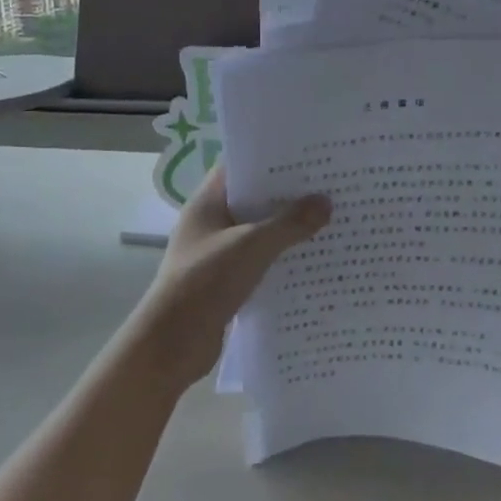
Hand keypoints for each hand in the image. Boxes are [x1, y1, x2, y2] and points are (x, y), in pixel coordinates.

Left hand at [131, 164, 330, 388]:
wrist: (171, 345)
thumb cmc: (205, 282)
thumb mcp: (251, 246)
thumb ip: (289, 223)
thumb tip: (326, 202)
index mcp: (207, 202)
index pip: (240, 166)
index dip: (271, 159)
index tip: (307, 155)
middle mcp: (211, 222)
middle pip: (254, 199)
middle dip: (287, 194)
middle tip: (328, 185)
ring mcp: (217, 252)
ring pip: (259, 231)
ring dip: (287, 228)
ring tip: (329, 218)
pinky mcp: (226, 281)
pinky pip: (259, 260)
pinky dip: (281, 258)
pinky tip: (312, 259)